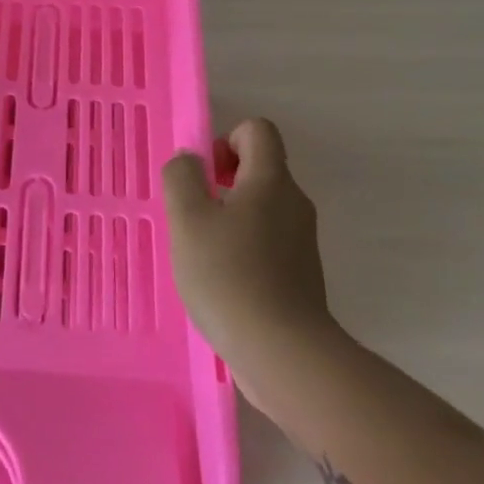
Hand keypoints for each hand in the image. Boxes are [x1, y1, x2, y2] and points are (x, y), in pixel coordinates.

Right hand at [162, 118, 339, 384]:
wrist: (283, 353)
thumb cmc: (228, 276)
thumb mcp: (188, 219)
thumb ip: (181, 177)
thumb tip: (190, 161)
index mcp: (271, 181)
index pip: (257, 130)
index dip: (225, 141)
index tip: (204, 178)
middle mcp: (294, 203)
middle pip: (259, 169)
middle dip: (221, 184)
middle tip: (194, 219)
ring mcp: (301, 241)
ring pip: (261, 209)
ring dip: (229, 220)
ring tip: (203, 255)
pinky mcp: (301, 275)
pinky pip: (267, 243)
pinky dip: (243, 250)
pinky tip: (223, 283)